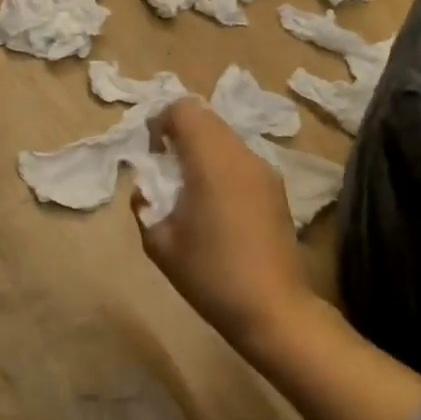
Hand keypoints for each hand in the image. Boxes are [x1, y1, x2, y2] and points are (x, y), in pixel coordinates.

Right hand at [135, 98, 308, 347]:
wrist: (273, 309)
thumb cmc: (210, 274)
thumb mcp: (159, 243)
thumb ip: (144, 203)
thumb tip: (147, 188)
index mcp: (211, 162)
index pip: (184, 110)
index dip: (161, 122)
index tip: (152, 152)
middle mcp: (242, 155)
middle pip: (206, 118)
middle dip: (180, 134)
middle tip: (166, 170)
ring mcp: (264, 170)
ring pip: (225, 137)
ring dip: (201, 149)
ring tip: (190, 190)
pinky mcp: (276, 187)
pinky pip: (240, 158)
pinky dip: (220, 165)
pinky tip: (215, 205)